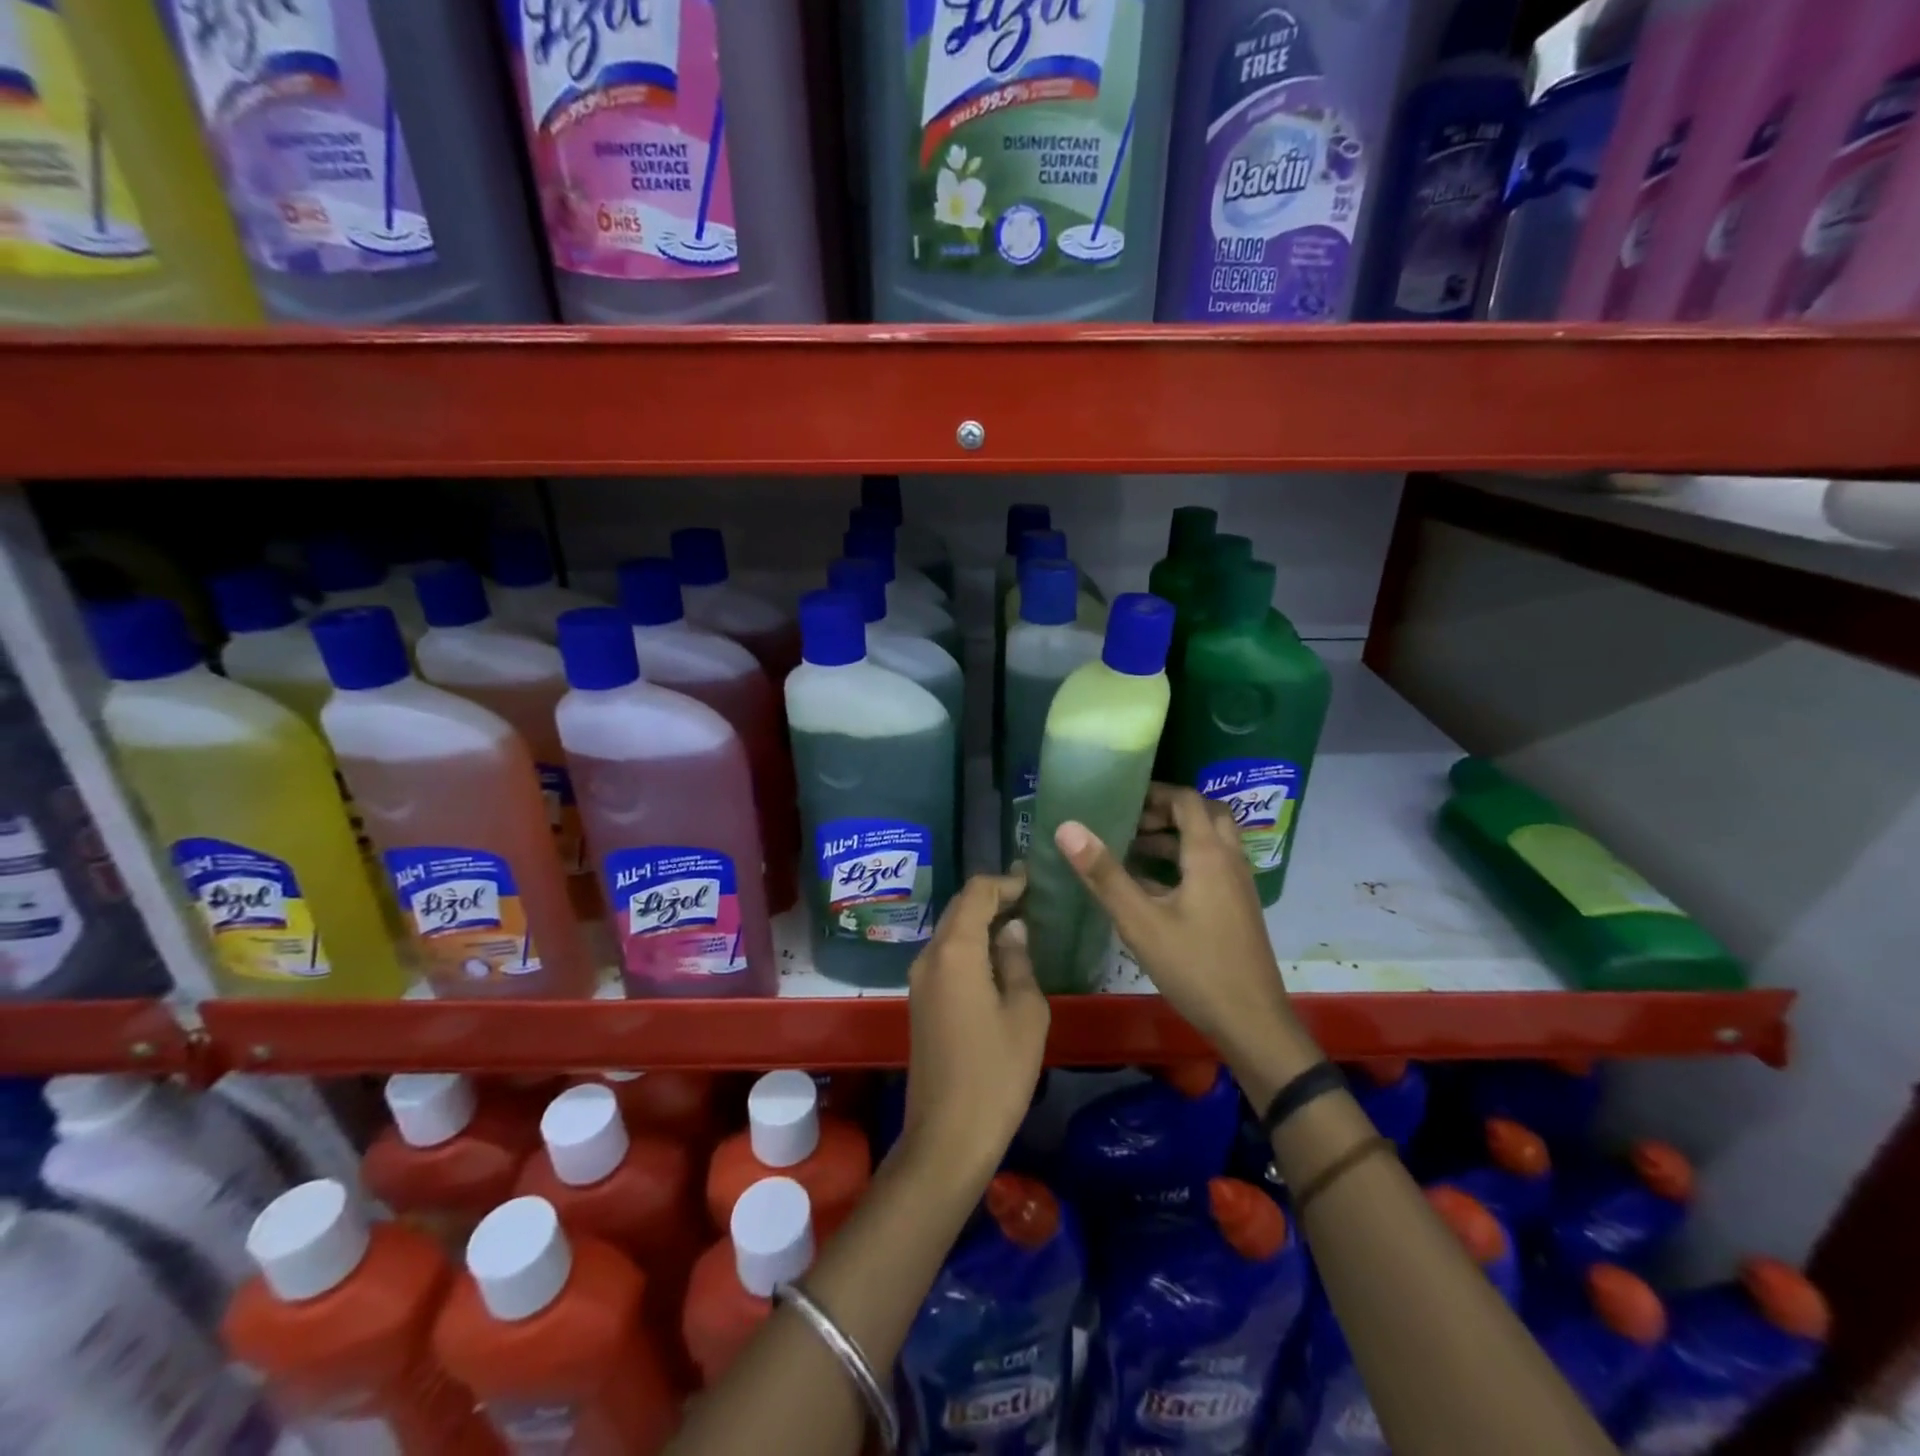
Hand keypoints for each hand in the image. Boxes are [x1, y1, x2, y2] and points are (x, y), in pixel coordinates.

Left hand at [899, 872, 1049, 1186]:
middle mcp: (929, 956)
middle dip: (993, 898)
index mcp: (955, 951)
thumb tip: (1013, 929)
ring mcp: (919, 980)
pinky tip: (998, 959)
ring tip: (1020, 924)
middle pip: (959, 908)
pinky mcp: (920, 1002)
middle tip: (1032, 899)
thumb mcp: (1025, 1013)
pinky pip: (946, 957)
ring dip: (981, 922)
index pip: (976, 893)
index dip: (1006, 881)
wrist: (947, 1137)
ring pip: (951, 933)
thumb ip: (1018, 961)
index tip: (1035, 882)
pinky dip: (971, 946)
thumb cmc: (995, 1073)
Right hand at [1054, 785, 1299, 1070]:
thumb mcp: (1140, 922)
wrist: (1252, 1023)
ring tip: (1133, 849)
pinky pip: (1213, 866)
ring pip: (1211, 842)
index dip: (1155, 793)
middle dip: (1167, 811)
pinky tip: (1153, 887)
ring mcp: (1238, 886)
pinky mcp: (1237, 908)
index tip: (1120, 799)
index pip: (1187, 800)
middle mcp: (1230, 861)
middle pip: (1205, 815)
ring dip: (1176, 837)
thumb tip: (1067, 827)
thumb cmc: (1195, 968)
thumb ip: (1104, 874)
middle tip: (1131, 821)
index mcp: (1209, 855)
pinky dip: (1185, 861)